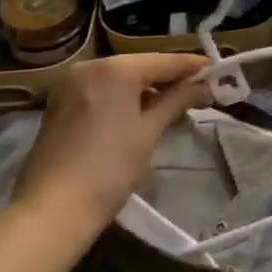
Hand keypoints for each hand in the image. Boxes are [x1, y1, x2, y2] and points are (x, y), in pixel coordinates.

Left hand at [10, 53, 210, 241]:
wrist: (52, 211)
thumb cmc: (109, 167)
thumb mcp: (150, 130)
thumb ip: (179, 99)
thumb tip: (204, 85)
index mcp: (114, 69)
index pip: (164, 61)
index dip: (194, 67)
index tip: (219, 72)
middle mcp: (89, 68)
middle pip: (142, 66)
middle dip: (172, 79)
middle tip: (202, 92)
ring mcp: (71, 86)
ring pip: (123, 79)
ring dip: (150, 90)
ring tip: (178, 105)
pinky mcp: (61, 105)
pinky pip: (105, 91)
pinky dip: (127, 98)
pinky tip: (146, 113)